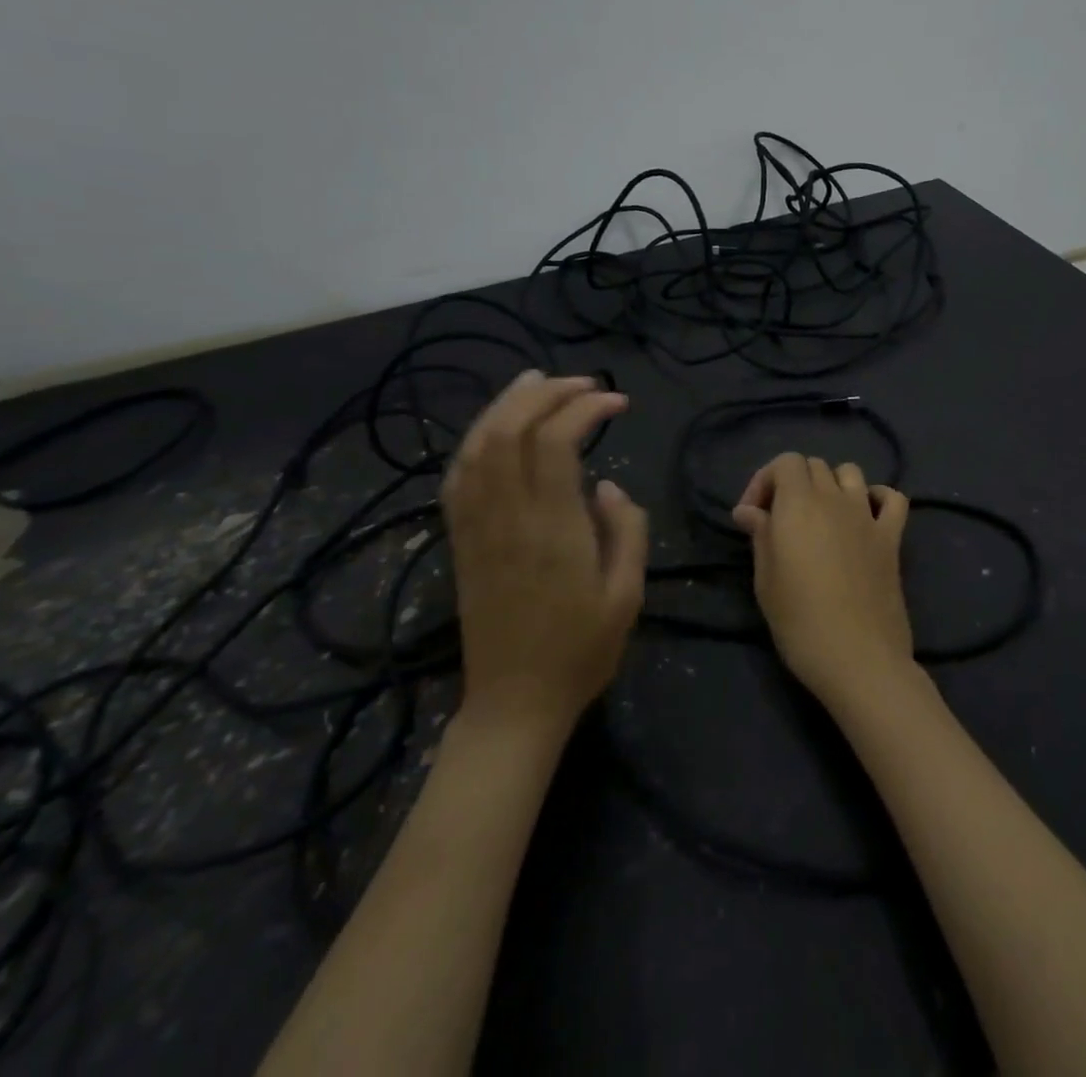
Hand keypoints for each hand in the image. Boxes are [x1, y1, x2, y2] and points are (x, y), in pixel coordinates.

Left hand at [442, 369, 646, 729]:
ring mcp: (476, 526)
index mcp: (553, 529)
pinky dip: (477, 439)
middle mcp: (508, 517)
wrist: (514, 703)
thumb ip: (627, 530)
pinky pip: (458, 476)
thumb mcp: (627, 594)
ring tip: (537, 382)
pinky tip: (497, 429)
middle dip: (546, 393)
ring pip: (478, 445)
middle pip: (511, 429)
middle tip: (584, 384)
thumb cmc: (581, 651)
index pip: (557, 441)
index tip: (618, 403)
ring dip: (507, 405)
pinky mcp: (460, 540)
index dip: (585, 408)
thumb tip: (608, 485)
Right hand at [732, 453, 913, 706]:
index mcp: (799, 504)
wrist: (858, 658)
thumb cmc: (800, 622)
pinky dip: (878, 498)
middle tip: (779, 521)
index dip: (764, 480)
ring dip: (831, 485)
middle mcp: (834, 499)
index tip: (751, 516)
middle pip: (814, 466)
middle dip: (792, 484)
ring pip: (850, 473)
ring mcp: (867, 516)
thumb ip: (760, 536)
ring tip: (820, 516)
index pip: (785, 462)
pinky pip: (892, 499)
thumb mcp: (766, 580)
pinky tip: (864, 517)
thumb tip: (750, 510)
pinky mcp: (892, 538)